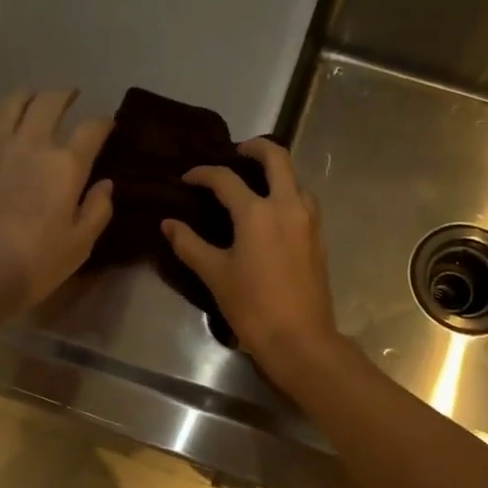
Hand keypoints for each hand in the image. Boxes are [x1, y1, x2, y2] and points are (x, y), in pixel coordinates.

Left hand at [0, 88, 113, 312]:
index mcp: (66, 164)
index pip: (92, 129)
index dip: (103, 123)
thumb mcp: (79, 245)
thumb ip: (97, 210)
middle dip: (64, 95)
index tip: (106, 125)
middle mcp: (31, 142)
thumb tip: (105, 185)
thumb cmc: (33, 264)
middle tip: (69, 96)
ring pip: (11, 103)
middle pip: (50, 102)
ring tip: (31, 99)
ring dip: (26, 97)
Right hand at [161, 137, 342, 380]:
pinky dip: (287, 192)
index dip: (203, 174)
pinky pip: (303, 200)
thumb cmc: (252, 306)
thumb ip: (189, 244)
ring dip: (276, 171)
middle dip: (255, 148)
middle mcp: (287, 206)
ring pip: (296, 178)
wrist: (299, 339)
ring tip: (255, 181)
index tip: (187, 178)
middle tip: (235, 153)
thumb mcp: (215, 274)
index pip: (226, 179)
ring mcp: (308, 221)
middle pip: (277, 157)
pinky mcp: (318, 237)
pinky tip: (272, 211)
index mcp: (257, 212)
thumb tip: (168, 224)